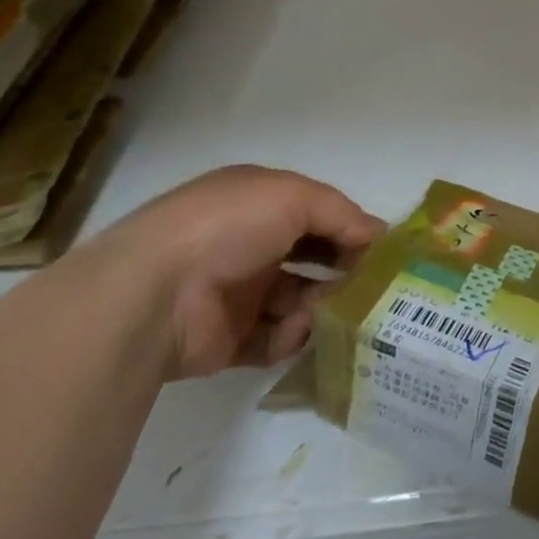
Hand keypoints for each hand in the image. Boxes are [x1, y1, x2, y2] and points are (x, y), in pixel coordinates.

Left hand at [89, 165, 384, 380]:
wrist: (153, 295)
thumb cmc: (228, 227)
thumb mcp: (295, 197)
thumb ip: (342, 214)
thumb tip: (379, 234)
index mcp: (259, 203)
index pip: (319, 215)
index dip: (352, 229)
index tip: (385, 251)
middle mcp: (250, 244)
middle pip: (313, 259)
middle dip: (344, 271)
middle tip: (374, 288)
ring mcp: (238, 293)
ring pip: (300, 301)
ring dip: (322, 306)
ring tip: (334, 312)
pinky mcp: (228, 340)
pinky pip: (275, 339)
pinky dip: (291, 337)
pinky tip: (295, 331)